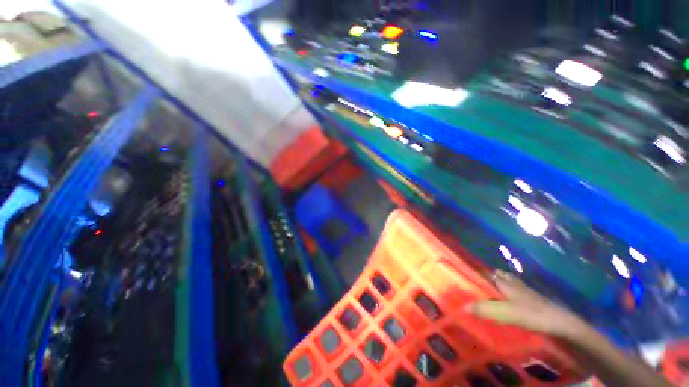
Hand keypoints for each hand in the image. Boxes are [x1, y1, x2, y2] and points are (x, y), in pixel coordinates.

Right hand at [466, 270, 584, 338]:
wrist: (559, 321)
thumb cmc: (530, 313)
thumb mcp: (505, 312)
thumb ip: (484, 309)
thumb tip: (462, 307)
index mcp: (504, 282)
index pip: (486, 273)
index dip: (476, 274)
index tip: (467, 278)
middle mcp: (512, 282)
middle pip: (496, 275)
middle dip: (487, 278)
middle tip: (477, 286)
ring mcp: (523, 288)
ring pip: (507, 280)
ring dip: (498, 282)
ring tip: (490, 291)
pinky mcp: (531, 296)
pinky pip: (515, 288)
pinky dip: (509, 289)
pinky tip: (508, 298)